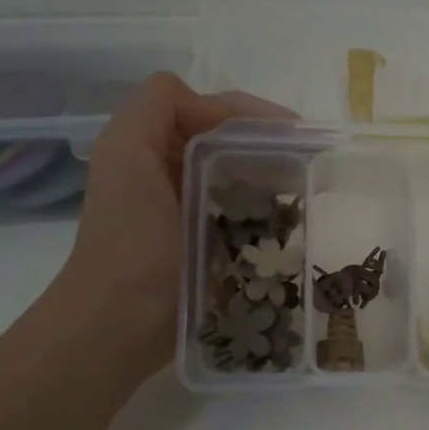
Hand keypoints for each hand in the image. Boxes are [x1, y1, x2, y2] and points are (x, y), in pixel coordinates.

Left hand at [51, 72, 287, 376]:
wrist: (121, 323)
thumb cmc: (131, 240)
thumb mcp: (127, 153)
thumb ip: (157, 106)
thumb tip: (219, 113)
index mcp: (148, 144)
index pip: (209, 108)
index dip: (251, 114)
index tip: (295, 136)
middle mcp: (169, 171)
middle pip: (229, 140)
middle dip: (268, 144)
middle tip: (308, 163)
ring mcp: (190, 210)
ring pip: (240, 174)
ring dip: (272, 175)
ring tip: (304, 189)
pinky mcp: (207, 244)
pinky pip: (243, 212)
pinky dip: (266, 209)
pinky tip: (288, 219)